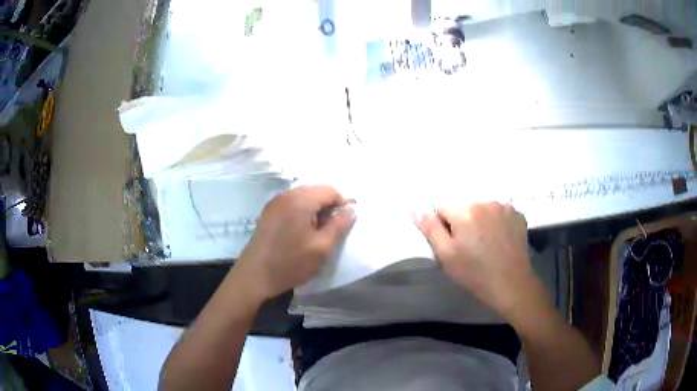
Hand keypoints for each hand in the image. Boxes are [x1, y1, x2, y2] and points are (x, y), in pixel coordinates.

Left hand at [233, 186, 354, 300]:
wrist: (255, 276)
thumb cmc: (291, 262)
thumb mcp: (322, 247)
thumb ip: (339, 225)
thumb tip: (352, 210)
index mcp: (300, 200)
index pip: (329, 190)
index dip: (342, 204)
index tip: (343, 224)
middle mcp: (286, 195)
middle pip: (315, 191)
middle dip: (327, 207)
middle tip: (330, 229)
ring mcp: (274, 203)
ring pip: (303, 197)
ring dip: (314, 210)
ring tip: (316, 232)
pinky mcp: (268, 212)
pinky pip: (291, 204)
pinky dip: (301, 212)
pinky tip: (300, 232)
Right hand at [413, 202, 547, 322]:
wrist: (511, 284)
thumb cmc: (474, 273)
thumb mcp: (446, 255)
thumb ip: (430, 229)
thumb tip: (415, 209)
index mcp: (465, 210)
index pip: (443, 208)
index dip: (443, 227)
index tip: (452, 245)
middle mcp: (485, 201)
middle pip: (464, 207)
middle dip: (462, 222)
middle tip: (468, 247)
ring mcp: (504, 207)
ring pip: (482, 209)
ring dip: (480, 221)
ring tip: (486, 244)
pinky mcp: (518, 215)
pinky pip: (499, 213)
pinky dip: (497, 222)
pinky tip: (500, 240)